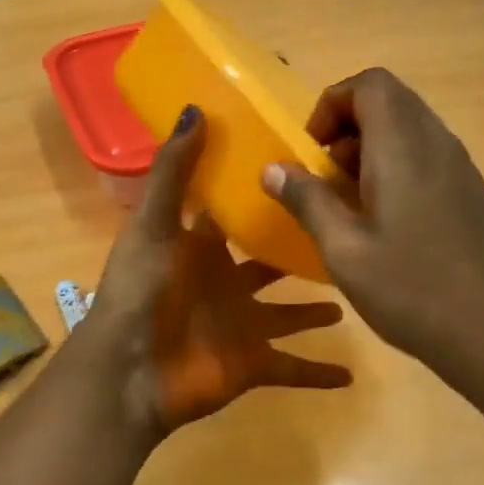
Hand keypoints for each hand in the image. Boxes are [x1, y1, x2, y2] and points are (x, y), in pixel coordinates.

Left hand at [86, 107, 351, 440]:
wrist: (130, 373)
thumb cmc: (143, 291)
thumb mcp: (155, 223)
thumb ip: (175, 170)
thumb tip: (195, 109)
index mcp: (201, 249)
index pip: (236, 217)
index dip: (262, 196)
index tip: (303, 172)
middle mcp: (225, 285)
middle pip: (268, 264)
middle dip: (297, 250)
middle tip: (343, 230)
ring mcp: (241, 327)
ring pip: (288, 315)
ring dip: (315, 309)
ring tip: (353, 290)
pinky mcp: (253, 365)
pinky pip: (293, 370)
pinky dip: (319, 374)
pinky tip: (353, 375)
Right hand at [260, 69, 483, 392]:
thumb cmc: (412, 289)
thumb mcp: (343, 249)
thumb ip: (307, 201)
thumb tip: (273, 168)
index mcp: (403, 146)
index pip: (370, 84)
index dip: (332, 104)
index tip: (312, 151)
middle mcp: (437, 143)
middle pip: (390, 101)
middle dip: (347, 127)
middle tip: (325, 176)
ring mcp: (461, 168)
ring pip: (409, 129)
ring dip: (370, 150)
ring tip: (349, 203)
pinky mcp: (472, 194)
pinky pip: (427, 157)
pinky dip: (396, 168)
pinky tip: (384, 224)